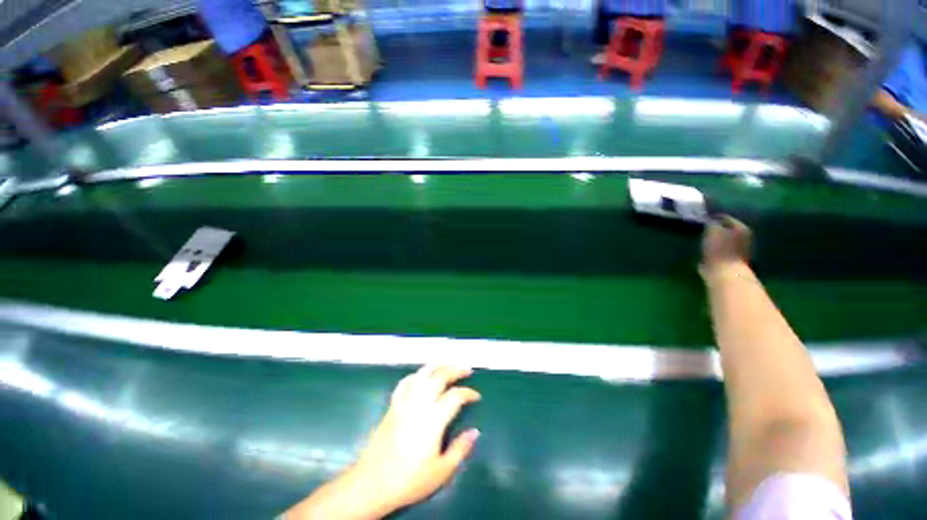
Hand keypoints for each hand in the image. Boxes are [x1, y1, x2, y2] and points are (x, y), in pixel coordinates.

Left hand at [284, 365, 481, 519]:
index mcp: (434, 418)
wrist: (373, 482)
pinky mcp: (393, 404)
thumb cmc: (409, 479)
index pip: (456, 396)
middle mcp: (420, 403)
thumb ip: (460, 449)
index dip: (469, 393)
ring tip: (447, 363)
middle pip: (440, 377)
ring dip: (437, 366)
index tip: (476, 396)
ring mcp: (405, 401)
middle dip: (455, 370)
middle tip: (466, 369)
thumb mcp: (441, 471)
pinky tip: (420, 376)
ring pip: (422, 374)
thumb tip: (475, 432)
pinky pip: (406, 382)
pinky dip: (416, 375)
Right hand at [700, 216, 750, 277]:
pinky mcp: (730, 259)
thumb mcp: (712, 230)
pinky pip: (720, 249)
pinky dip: (713, 248)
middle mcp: (743, 236)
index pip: (724, 217)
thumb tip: (708, 219)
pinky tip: (705, 248)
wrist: (724, 272)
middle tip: (701, 228)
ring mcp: (738, 249)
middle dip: (714, 227)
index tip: (699, 219)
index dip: (711, 217)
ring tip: (701, 238)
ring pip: (723, 239)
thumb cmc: (719, 249)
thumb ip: (710, 222)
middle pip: (725, 228)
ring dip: (714, 238)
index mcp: (740, 227)